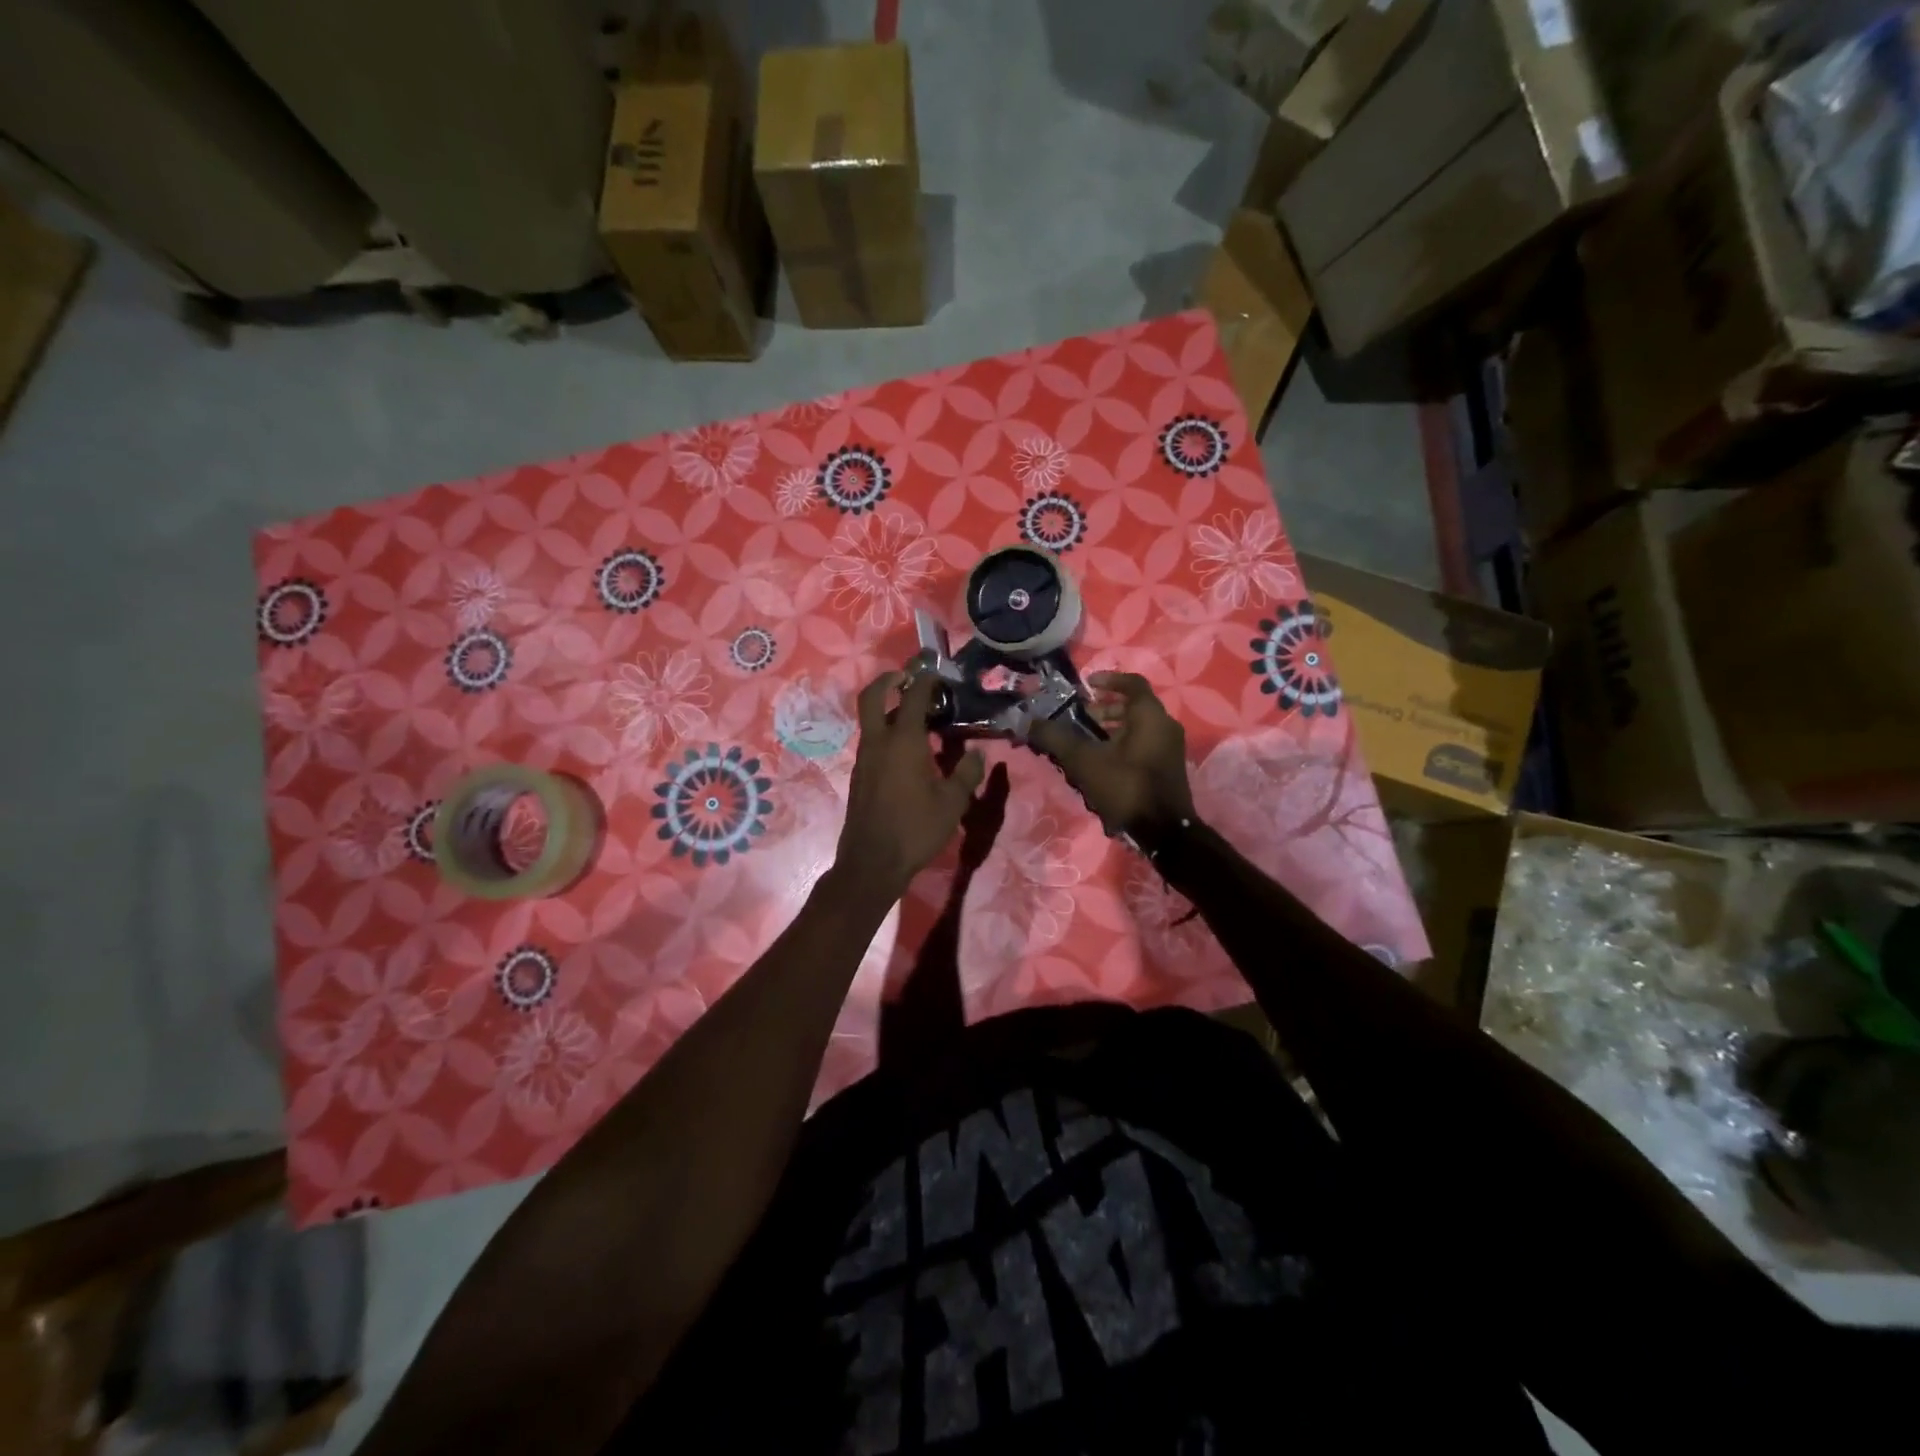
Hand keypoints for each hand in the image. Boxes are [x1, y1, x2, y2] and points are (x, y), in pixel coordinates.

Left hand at [833, 671, 986, 901]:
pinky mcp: (860, 775)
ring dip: (888, 709)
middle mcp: (878, 742)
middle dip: (889, 680)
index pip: (913, 697)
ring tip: (917, 716)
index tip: (937, 673)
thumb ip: (966, 772)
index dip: (925, 680)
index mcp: (903, 741)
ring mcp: (864, 759)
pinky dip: (886, 732)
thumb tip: (977, 754)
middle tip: (907, 678)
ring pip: (871, 721)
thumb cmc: (916, 829)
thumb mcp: (952, 802)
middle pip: (873, 697)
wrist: (872, 862)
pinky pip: (872, 741)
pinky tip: (908, 750)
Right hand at [1028, 672, 1194, 834]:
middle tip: (1081, 716)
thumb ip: (1056, 738)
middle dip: (1106, 708)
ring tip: (1086, 741)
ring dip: (1113, 728)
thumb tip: (1028, 721)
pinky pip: (1144, 744)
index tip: (1087, 685)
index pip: (1132, 683)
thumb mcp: (1084, 761)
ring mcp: (1170, 748)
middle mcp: (1165, 726)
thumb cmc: (1125, 787)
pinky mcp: (1168, 768)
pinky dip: (1124, 743)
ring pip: (1139, 727)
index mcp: (1150, 716)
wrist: (1164, 832)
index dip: (1109, 679)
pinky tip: (1102, 762)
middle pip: (1134, 706)